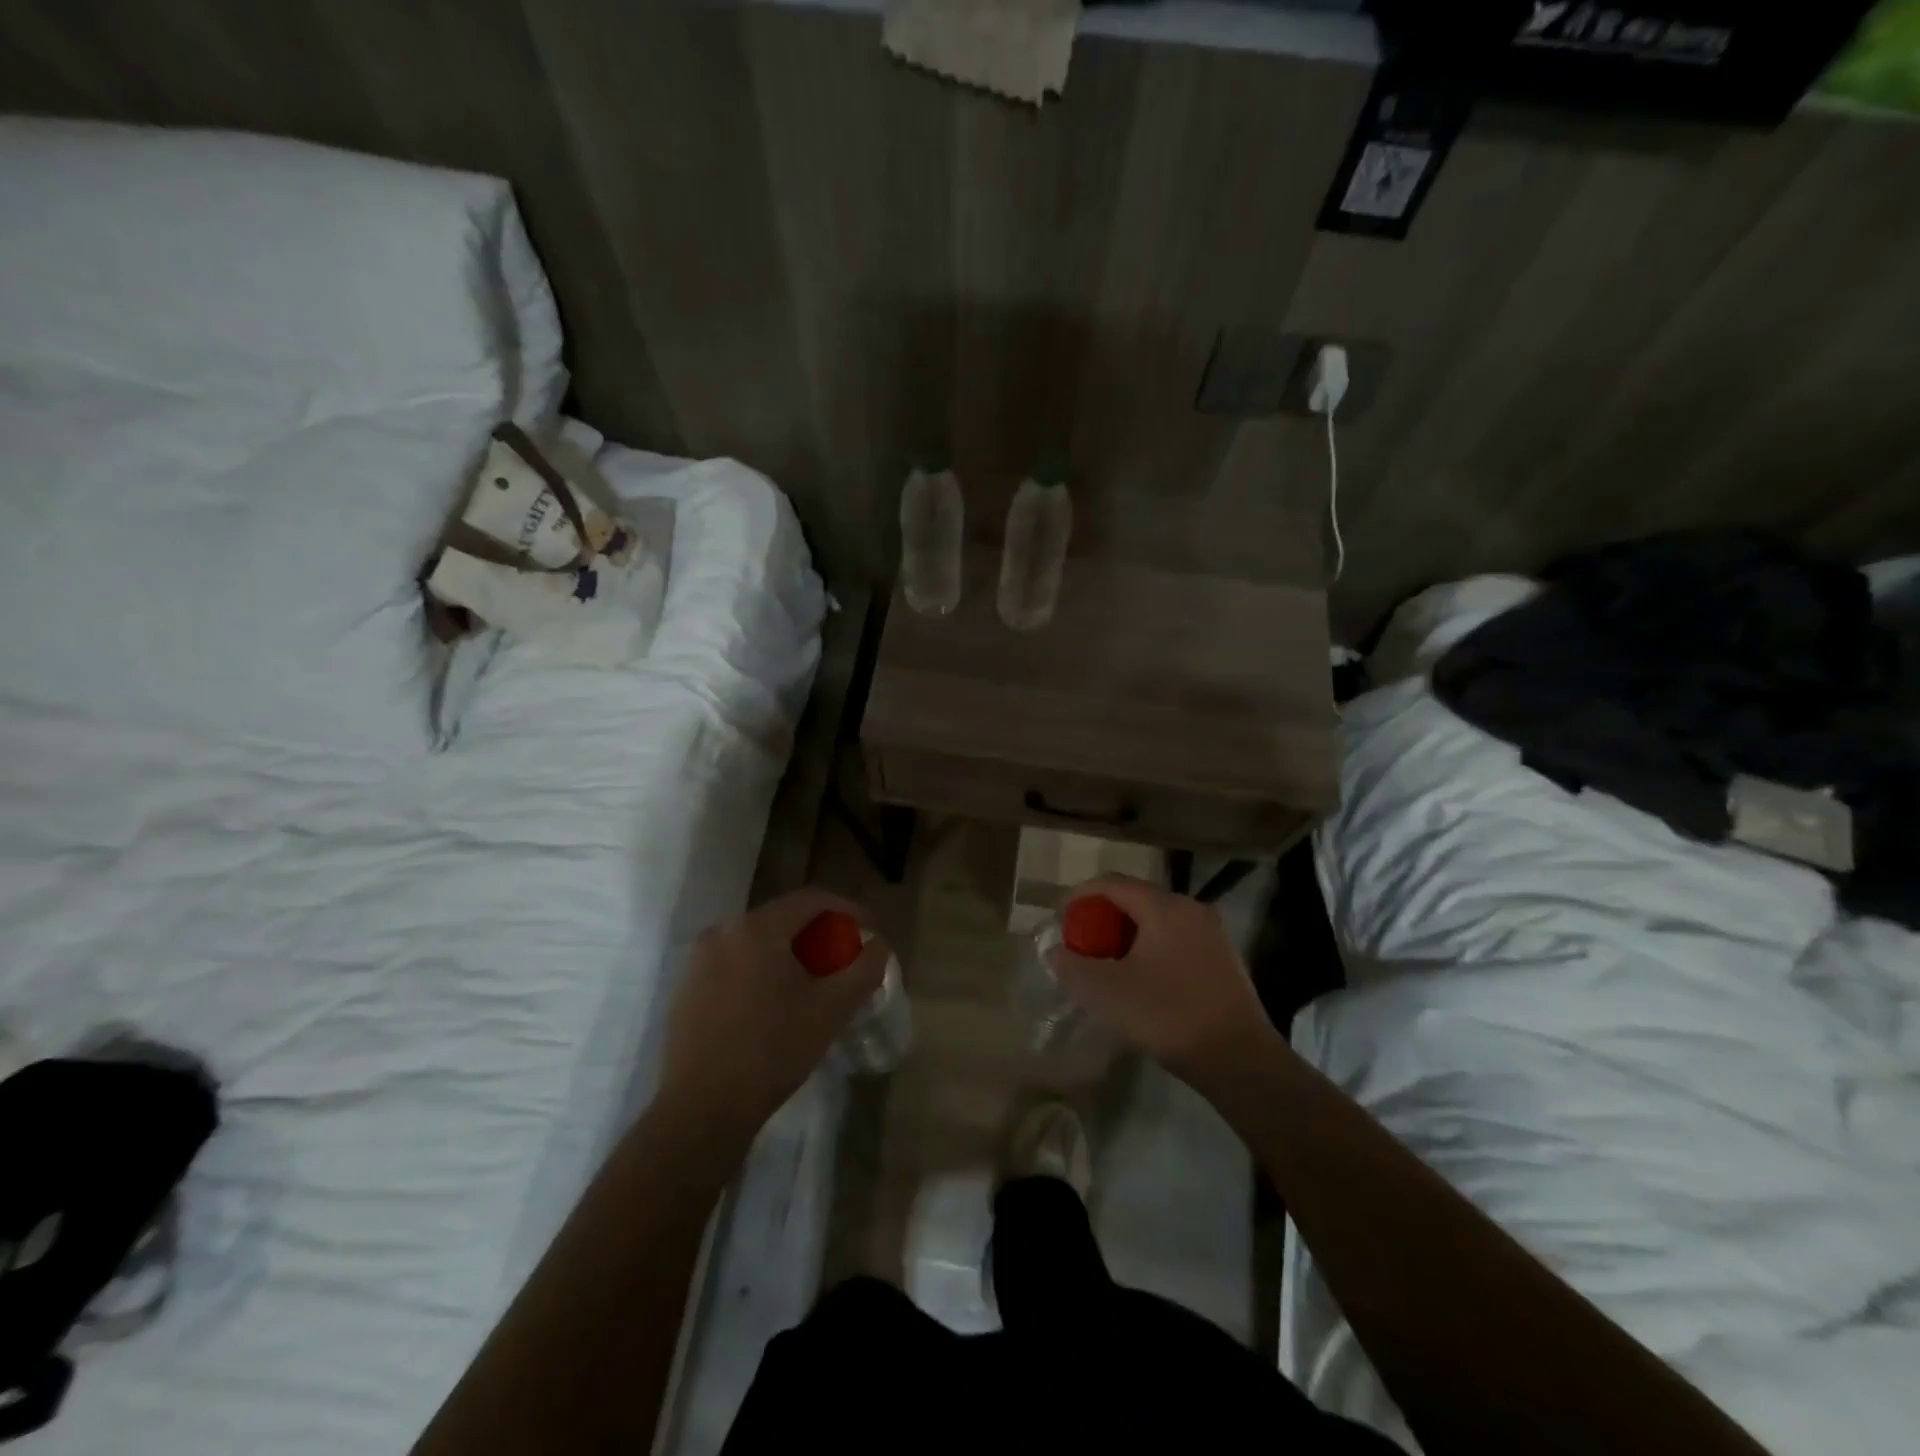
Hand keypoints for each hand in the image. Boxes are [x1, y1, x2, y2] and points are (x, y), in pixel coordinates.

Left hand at [659, 889, 889, 1141]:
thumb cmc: (773, 1050)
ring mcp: (699, 960)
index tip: (869, 932)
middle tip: (843, 962)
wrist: (701, 1109)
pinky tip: (775, 1006)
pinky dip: (762, 972)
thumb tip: (878, 943)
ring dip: (790, 955)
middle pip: (784, 919)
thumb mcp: (832, 1008)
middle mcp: (723, 931)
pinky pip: (735, 964)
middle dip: (820, 936)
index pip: (812, 900)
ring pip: (758, 943)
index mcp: (757, 928)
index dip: (847, 910)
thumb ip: (864, 967)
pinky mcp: (687, 988)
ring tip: (813, 986)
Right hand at [1046, 875, 1275, 1084]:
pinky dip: (1150, 948)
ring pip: (1157, 921)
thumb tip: (1056, 951)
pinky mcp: (1223, 958)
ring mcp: (1212, 932)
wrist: (1239, 1059)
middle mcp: (1191, 908)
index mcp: (1164, 906)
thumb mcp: (1107, 992)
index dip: (1079, 896)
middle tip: (1081, 943)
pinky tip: (1141, 979)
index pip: (1112, 883)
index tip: (1059, 918)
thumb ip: (1073, 966)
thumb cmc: (1168, 1015)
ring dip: (1126, 935)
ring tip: (1106, 963)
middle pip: (1135, 899)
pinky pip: (1175, 939)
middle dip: (1102, 917)